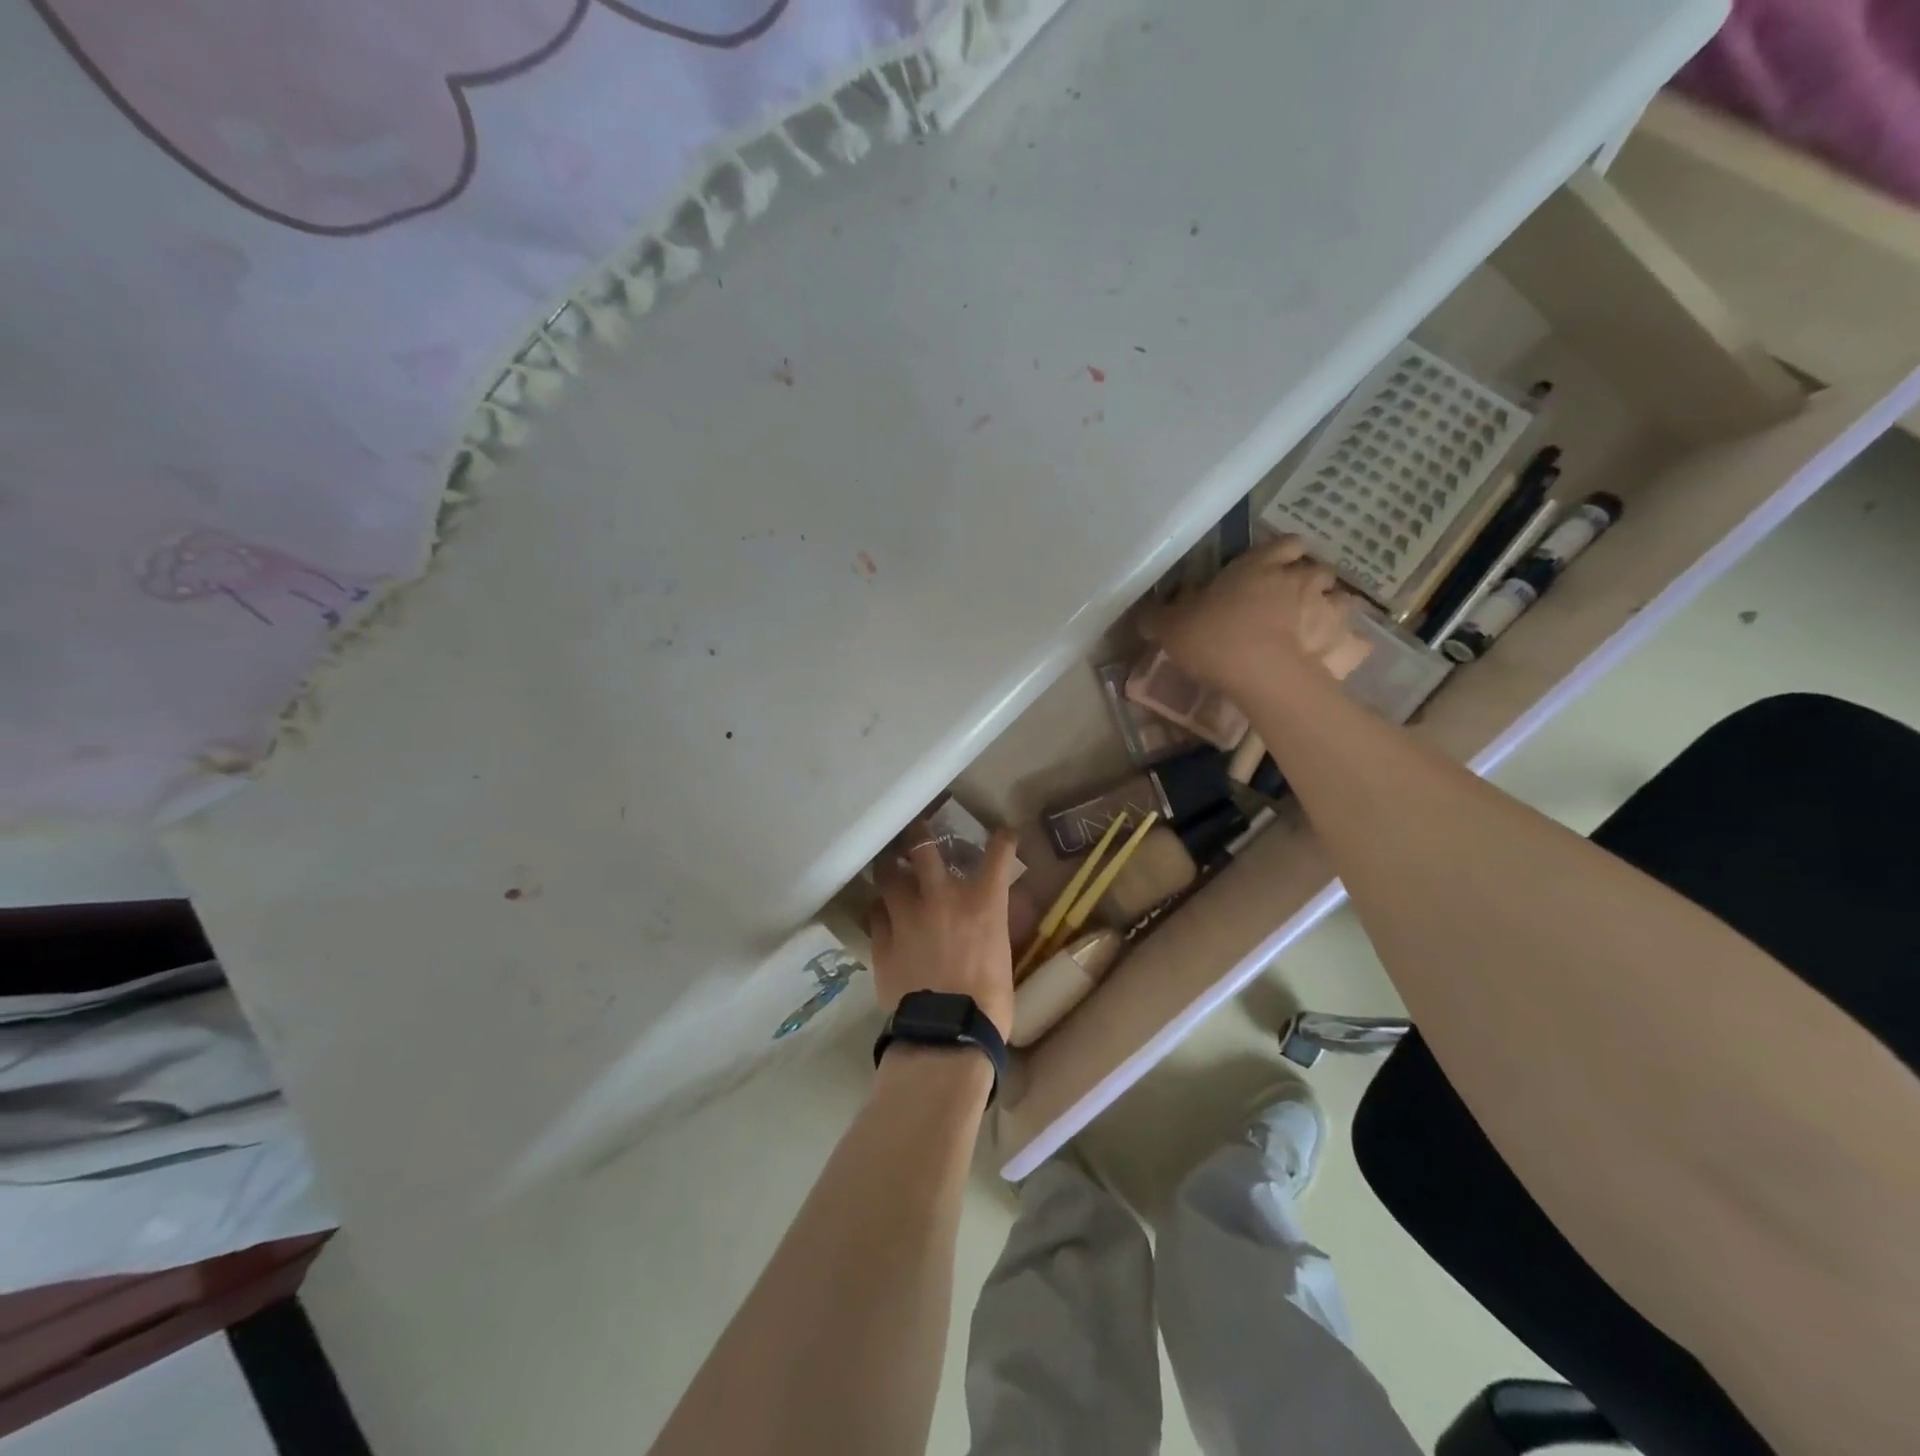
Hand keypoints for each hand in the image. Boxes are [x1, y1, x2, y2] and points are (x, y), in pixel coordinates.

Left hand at [869, 825, 1019, 1038]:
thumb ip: (993, 925)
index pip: (998, 855)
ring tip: (889, 866)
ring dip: (890, 867)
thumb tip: (991, 915)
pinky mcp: (881, 938)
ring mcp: (906, 915)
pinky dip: (880, 908)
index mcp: (981, 901)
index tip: (1003, 833)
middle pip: (923, 846)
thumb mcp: (1002, 955)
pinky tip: (882, 912)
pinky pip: (874, 912)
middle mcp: (941, 897)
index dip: (1002, 839)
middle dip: (919, 833)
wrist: (947, 1032)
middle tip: (916, 832)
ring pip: (888, 874)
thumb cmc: (988, 1000)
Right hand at [1139, 536, 1368, 694]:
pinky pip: (1353, 640)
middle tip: (1289, 601)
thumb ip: (1157, 617)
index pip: (1284, 543)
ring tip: (1312, 628)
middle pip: (1317, 569)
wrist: (1262, 674)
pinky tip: (1330, 659)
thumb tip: (1144, 613)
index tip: (1271, 568)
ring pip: (1340, 599)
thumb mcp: (1170, 627)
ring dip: (1329, 609)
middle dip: (1308, 581)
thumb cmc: (1214, 637)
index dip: (1280, 554)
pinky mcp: (1341, 642)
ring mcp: (1325, 609)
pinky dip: (1345, 645)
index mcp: (1260, 565)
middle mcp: (1298, 579)